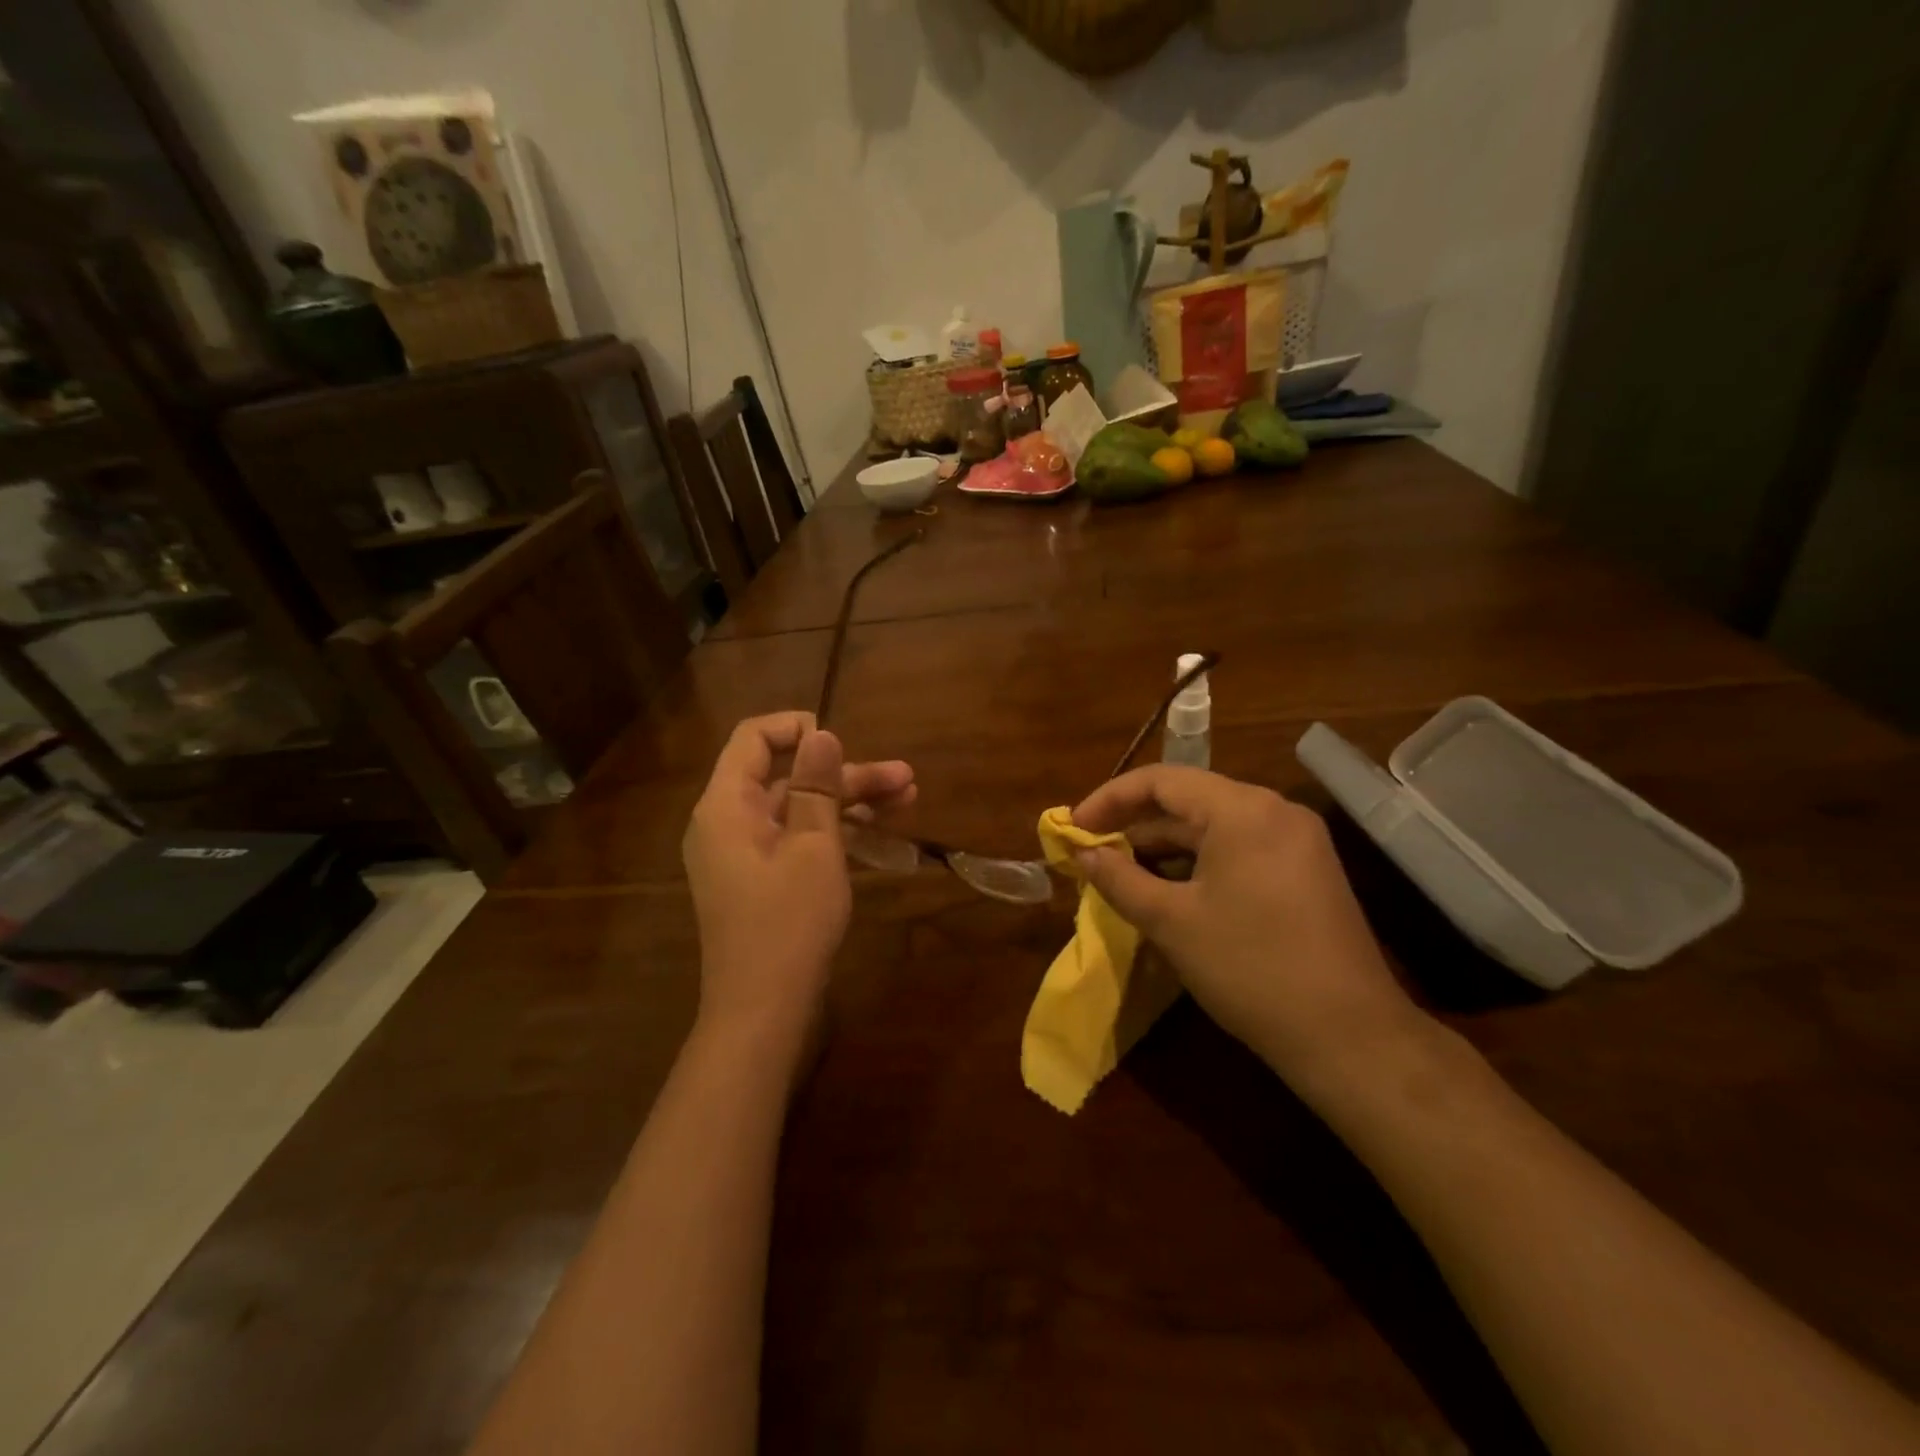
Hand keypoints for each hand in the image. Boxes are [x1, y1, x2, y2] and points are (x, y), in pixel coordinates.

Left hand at [683, 712, 913, 1044]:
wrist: (763, 1012)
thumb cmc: (789, 923)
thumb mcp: (814, 847)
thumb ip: (816, 786)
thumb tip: (821, 734)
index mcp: (727, 805)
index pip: (753, 739)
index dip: (797, 729)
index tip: (843, 740)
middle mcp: (728, 822)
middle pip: (787, 777)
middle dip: (846, 775)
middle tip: (905, 780)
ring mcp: (743, 853)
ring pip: (798, 809)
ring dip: (850, 803)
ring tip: (908, 800)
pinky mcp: (760, 879)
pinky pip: (795, 838)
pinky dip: (833, 832)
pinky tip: (878, 834)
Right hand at [1071, 765, 1424, 1091]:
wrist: (1349, 1036)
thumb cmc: (1249, 968)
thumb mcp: (1171, 921)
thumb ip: (1119, 878)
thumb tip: (1083, 852)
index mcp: (1242, 810)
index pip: (1161, 780)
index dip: (1109, 799)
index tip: (1073, 826)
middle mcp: (1274, 810)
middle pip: (1189, 798)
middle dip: (1135, 822)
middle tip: (1092, 848)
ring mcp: (1296, 840)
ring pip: (1213, 825)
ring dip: (1164, 843)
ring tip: (1121, 869)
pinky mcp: (1306, 870)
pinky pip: (1238, 848)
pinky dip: (1197, 860)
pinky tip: (1169, 887)